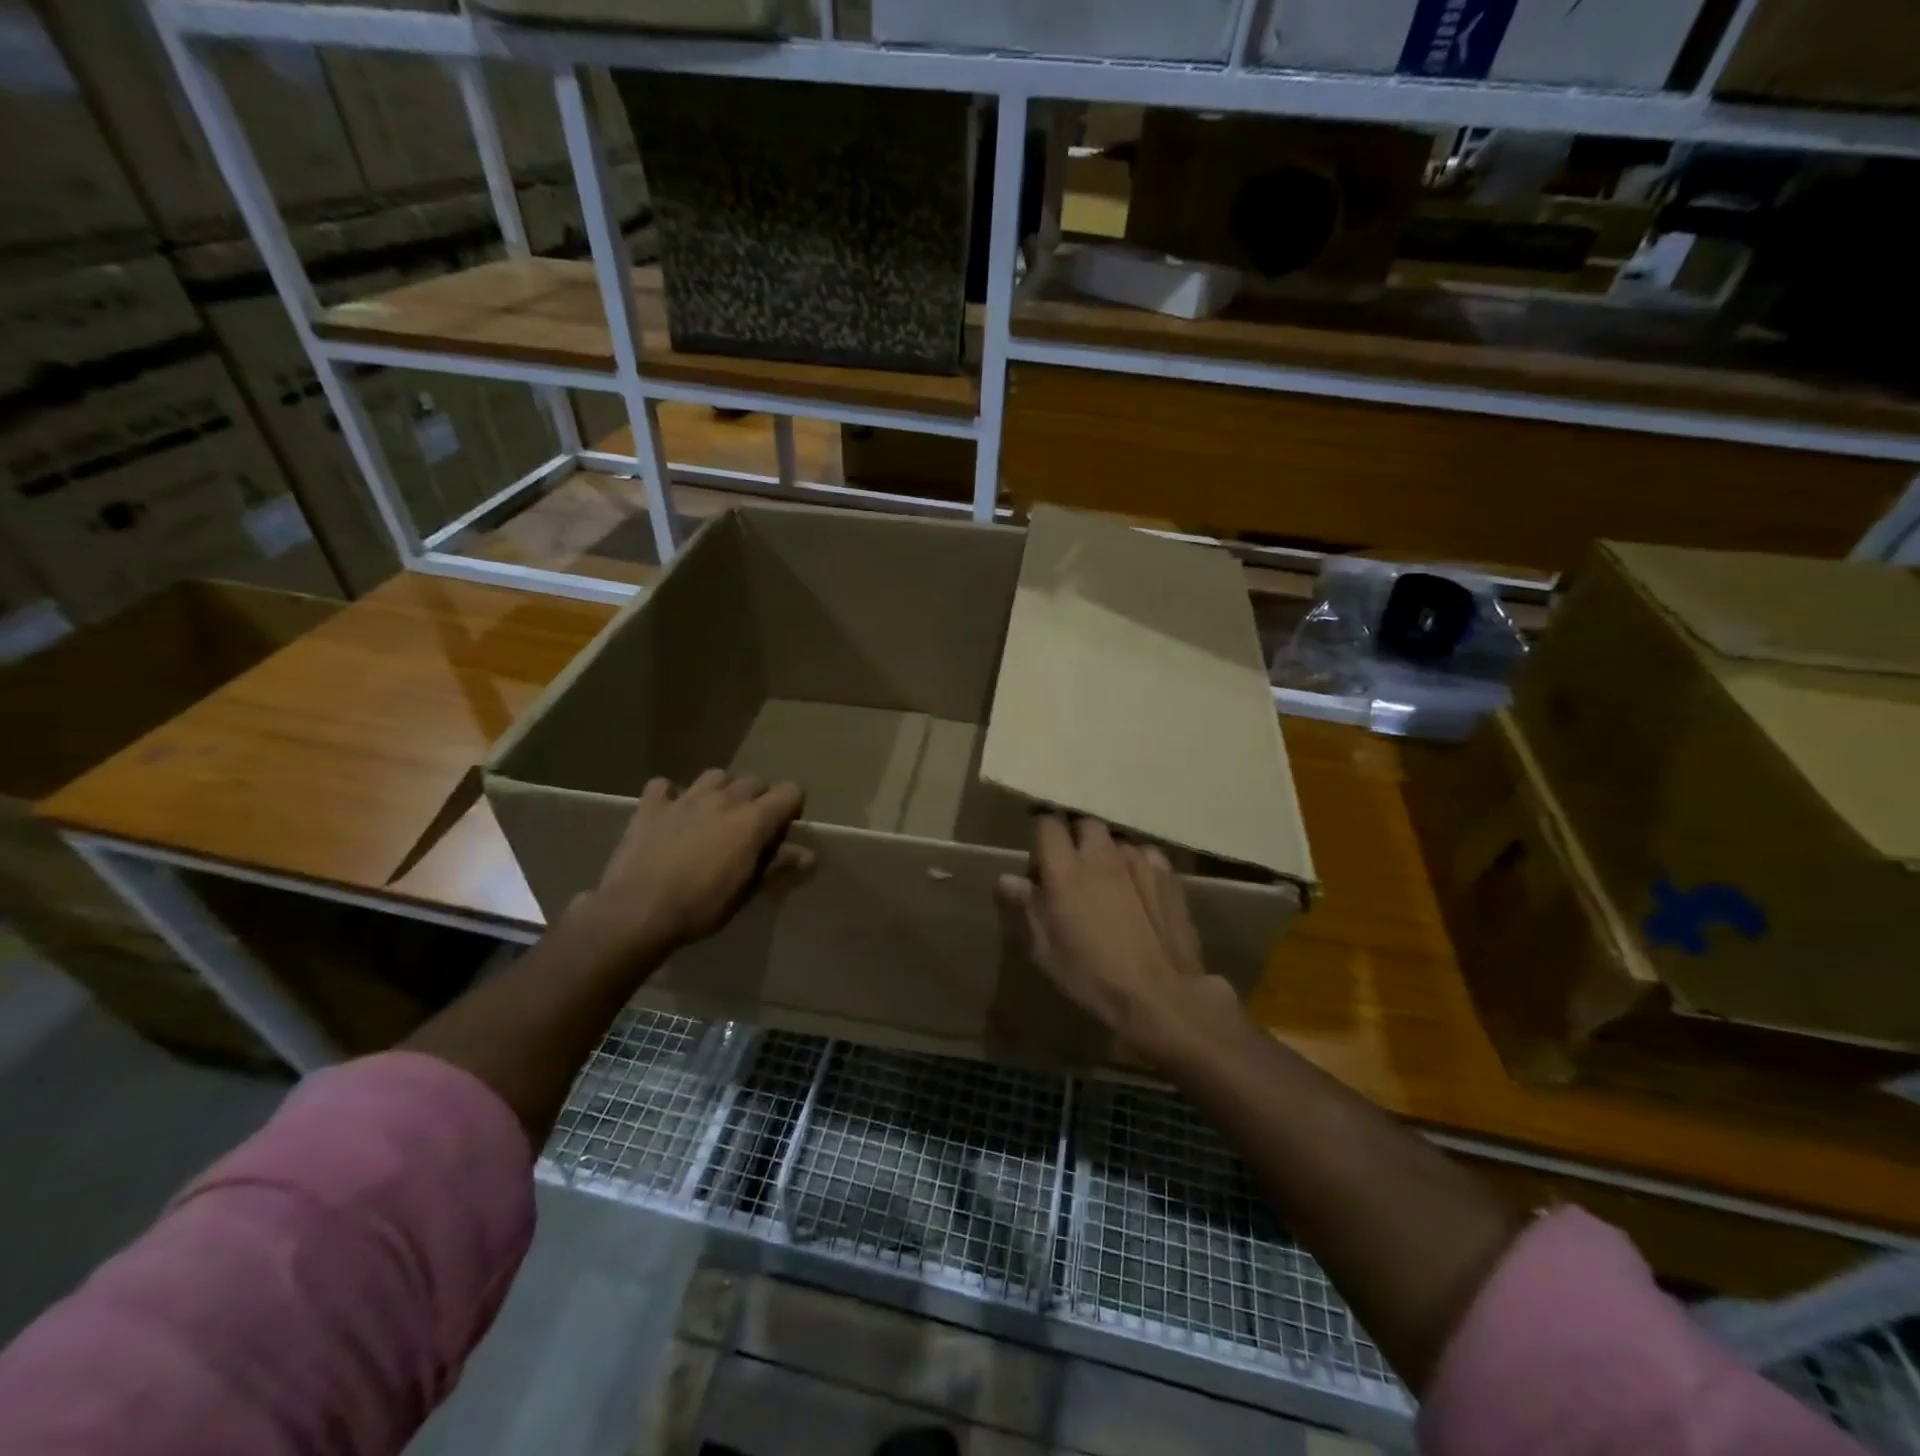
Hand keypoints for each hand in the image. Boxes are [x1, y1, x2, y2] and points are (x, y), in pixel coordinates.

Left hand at [578, 770, 808, 961]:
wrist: (637, 912)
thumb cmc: (700, 907)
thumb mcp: (746, 892)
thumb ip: (777, 866)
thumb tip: (809, 856)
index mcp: (753, 820)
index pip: (791, 791)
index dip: (792, 808)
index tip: (782, 831)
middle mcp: (724, 799)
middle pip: (755, 782)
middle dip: (758, 800)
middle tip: (748, 830)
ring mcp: (686, 798)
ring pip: (716, 776)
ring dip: (721, 791)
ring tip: (714, 816)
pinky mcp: (652, 805)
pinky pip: (665, 786)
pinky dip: (671, 795)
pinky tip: (671, 814)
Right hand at [997, 815, 1235, 1064]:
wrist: (1159, 994)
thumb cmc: (1092, 976)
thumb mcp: (1046, 949)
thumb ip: (1027, 906)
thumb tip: (1007, 879)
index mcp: (1064, 870)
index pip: (1047, 824)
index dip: (1042, 835)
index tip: (1040, 858)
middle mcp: (1100, 854)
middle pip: (1084, 824)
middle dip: (1075, 838)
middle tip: (1072, 869)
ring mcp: (1137, 860)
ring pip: (1116, 840)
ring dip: (1106, 853)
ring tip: (1107, 882)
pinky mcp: (1167, 874)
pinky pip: (1145, 855)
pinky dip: (1136, 864)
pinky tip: (1138, 888)